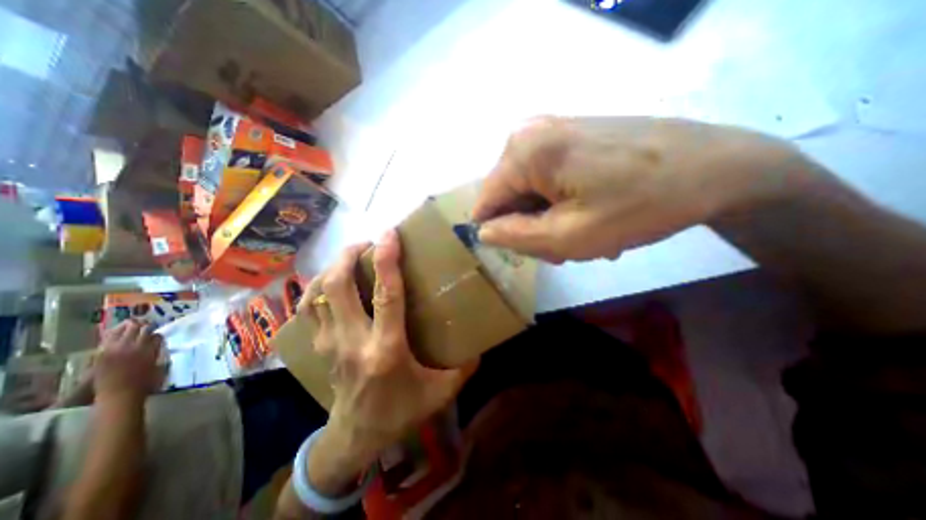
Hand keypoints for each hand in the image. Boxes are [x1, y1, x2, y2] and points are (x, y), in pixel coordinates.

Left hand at [96, 321, 166, 405]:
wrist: (118, 395)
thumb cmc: (144, 383)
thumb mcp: (159, 366)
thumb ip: (159, 352)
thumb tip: (159, 344)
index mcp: (150, 349)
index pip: (156, 335)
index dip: (157, 334)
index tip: (157, 335)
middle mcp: (134, 346)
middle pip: (141, 328)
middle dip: (146, 325)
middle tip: (149, 324)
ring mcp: (116, 349)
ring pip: (125, 329)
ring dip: (131, 325)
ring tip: (134, 323)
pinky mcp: (102, 353)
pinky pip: (108, 337)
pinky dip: (114, 331)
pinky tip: (118, 330)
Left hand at [303, 230, 477, 494]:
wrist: (356, 437)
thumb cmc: (401, 413)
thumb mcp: (440, 393)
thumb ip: (464, 367)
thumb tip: (480, 342)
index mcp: (387, 350)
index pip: (386, 296)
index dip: (387, 261)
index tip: (389, 235)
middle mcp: (353, 341)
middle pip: (339, 286)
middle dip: (348, 256)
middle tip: (367, 243)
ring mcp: (329, 343)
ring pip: (318, 293)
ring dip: (332, 267)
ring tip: (350, 256)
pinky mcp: (318, 346)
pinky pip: (308, 307)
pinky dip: (316, 286)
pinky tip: (331, 280)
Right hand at [473, 118, 808, 264]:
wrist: (715, 167)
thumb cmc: (639, 206)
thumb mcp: (567, 235)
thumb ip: (514, 236)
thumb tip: (483, 232)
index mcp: (524, 152)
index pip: (486, 203)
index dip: (502, 233)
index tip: (534, 249)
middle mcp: (530, 134)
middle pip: (509, 198)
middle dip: (531, 227)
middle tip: (565, 247)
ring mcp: (551, 131)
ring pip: (529, 193)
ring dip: (549, 219)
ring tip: (583, 232)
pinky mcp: (570, 136)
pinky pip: (547, 180)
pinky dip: (561, 204)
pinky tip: (589, 214)